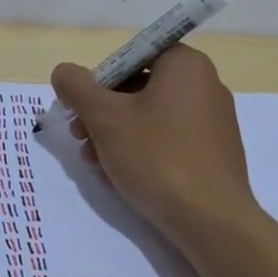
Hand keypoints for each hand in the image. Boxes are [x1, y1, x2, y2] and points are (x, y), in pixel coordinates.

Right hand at [49, 46, 257, 247]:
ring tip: (94, 164)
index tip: (80, 108)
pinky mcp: (214, 153)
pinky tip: (119, 176)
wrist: (211, 219)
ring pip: (150, 118)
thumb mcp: (105, 118)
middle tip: (80, 137)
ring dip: (115, 136)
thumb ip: (77, 87)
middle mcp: (205, 85)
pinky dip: (141, 152)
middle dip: (102, 113)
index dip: (99, 80)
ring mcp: (213, 121)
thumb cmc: (157, 156)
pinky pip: (169, 141)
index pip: (131, 57)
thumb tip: (63, 72)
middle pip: (138, 88)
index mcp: (185, 64)